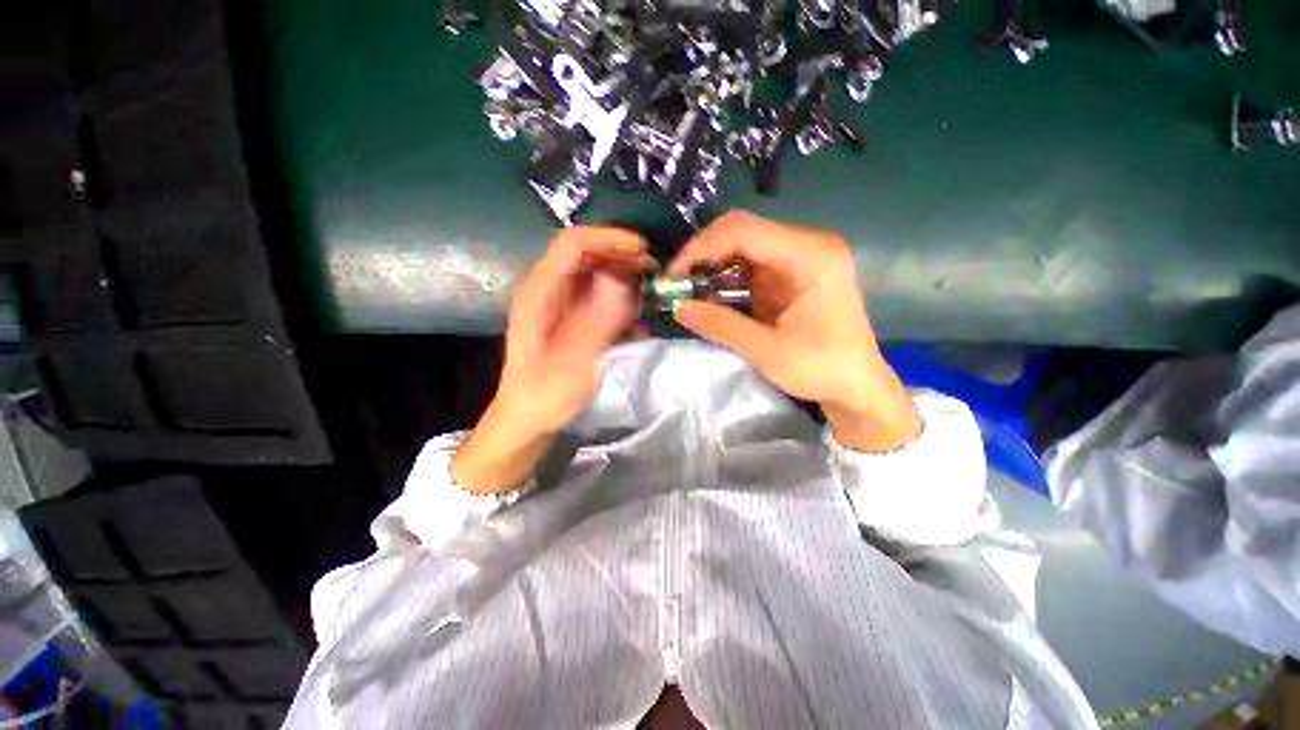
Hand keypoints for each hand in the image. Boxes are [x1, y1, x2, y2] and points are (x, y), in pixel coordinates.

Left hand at [453, 227, 649, 491]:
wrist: (525, 421)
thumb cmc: (544, 396)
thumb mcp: (574, 363)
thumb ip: (599, 321)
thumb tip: (624, 282)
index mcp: (539, 293)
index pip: (572, 244)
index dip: (608, 238)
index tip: (642, 250)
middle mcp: (547, 291)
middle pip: (585, 255)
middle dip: (620, 257)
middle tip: (652, 272)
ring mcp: (558, 305)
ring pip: (594, 274)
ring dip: (622, 278)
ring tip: (648, 292)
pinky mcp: (569, 319)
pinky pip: (597, 297)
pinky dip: (618, 301)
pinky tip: (636, 319)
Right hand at [670, 211, 919, 450]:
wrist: (855, 384)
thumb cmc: (822, 369)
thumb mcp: (768, 352)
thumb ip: (722, 326)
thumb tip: (678, 308)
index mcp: (811, 256)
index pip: (744, 231)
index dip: (702, 248)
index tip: (674, 275)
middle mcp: (806, 245)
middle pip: (742, 229)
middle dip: (704, 253)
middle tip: (678, 281)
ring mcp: (799, 257)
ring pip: (742, 244)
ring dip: (712, 263)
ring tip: (688, 288)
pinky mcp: (790, 272)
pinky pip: (749, 263)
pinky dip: (725, 275)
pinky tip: (709, 292)